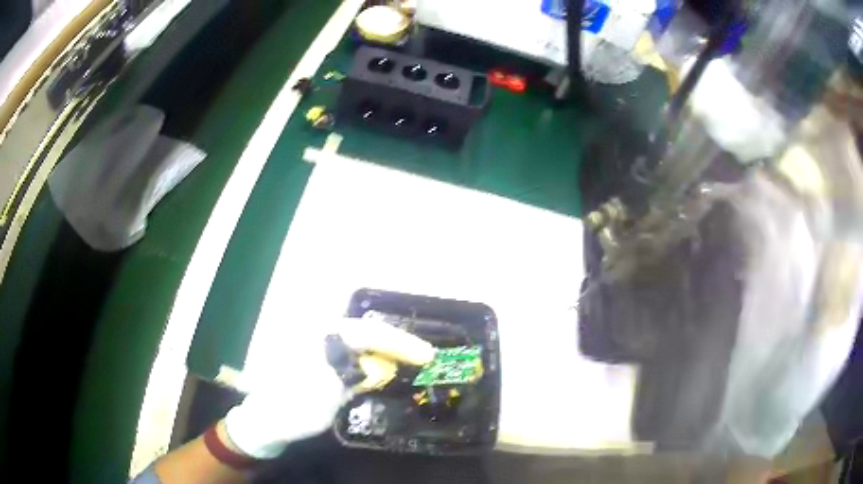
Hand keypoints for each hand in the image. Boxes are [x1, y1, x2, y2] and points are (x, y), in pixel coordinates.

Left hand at [223, 316, 434, 458]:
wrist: (266, 420)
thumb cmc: (292, 408)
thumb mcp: (325, 395)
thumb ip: (355, 376)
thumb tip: (381, 366)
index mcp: (317, 337)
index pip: (367, 333)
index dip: (399, 343)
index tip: (425, 355)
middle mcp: (319, 334)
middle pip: (366, 332)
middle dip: (396, 343)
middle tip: (423, 357)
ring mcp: (319, 346)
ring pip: (360, 342)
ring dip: (386, 350)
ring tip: (411, 359)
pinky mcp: (321, 359)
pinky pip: (352, 353)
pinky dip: (371, 358)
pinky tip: (384, 367)